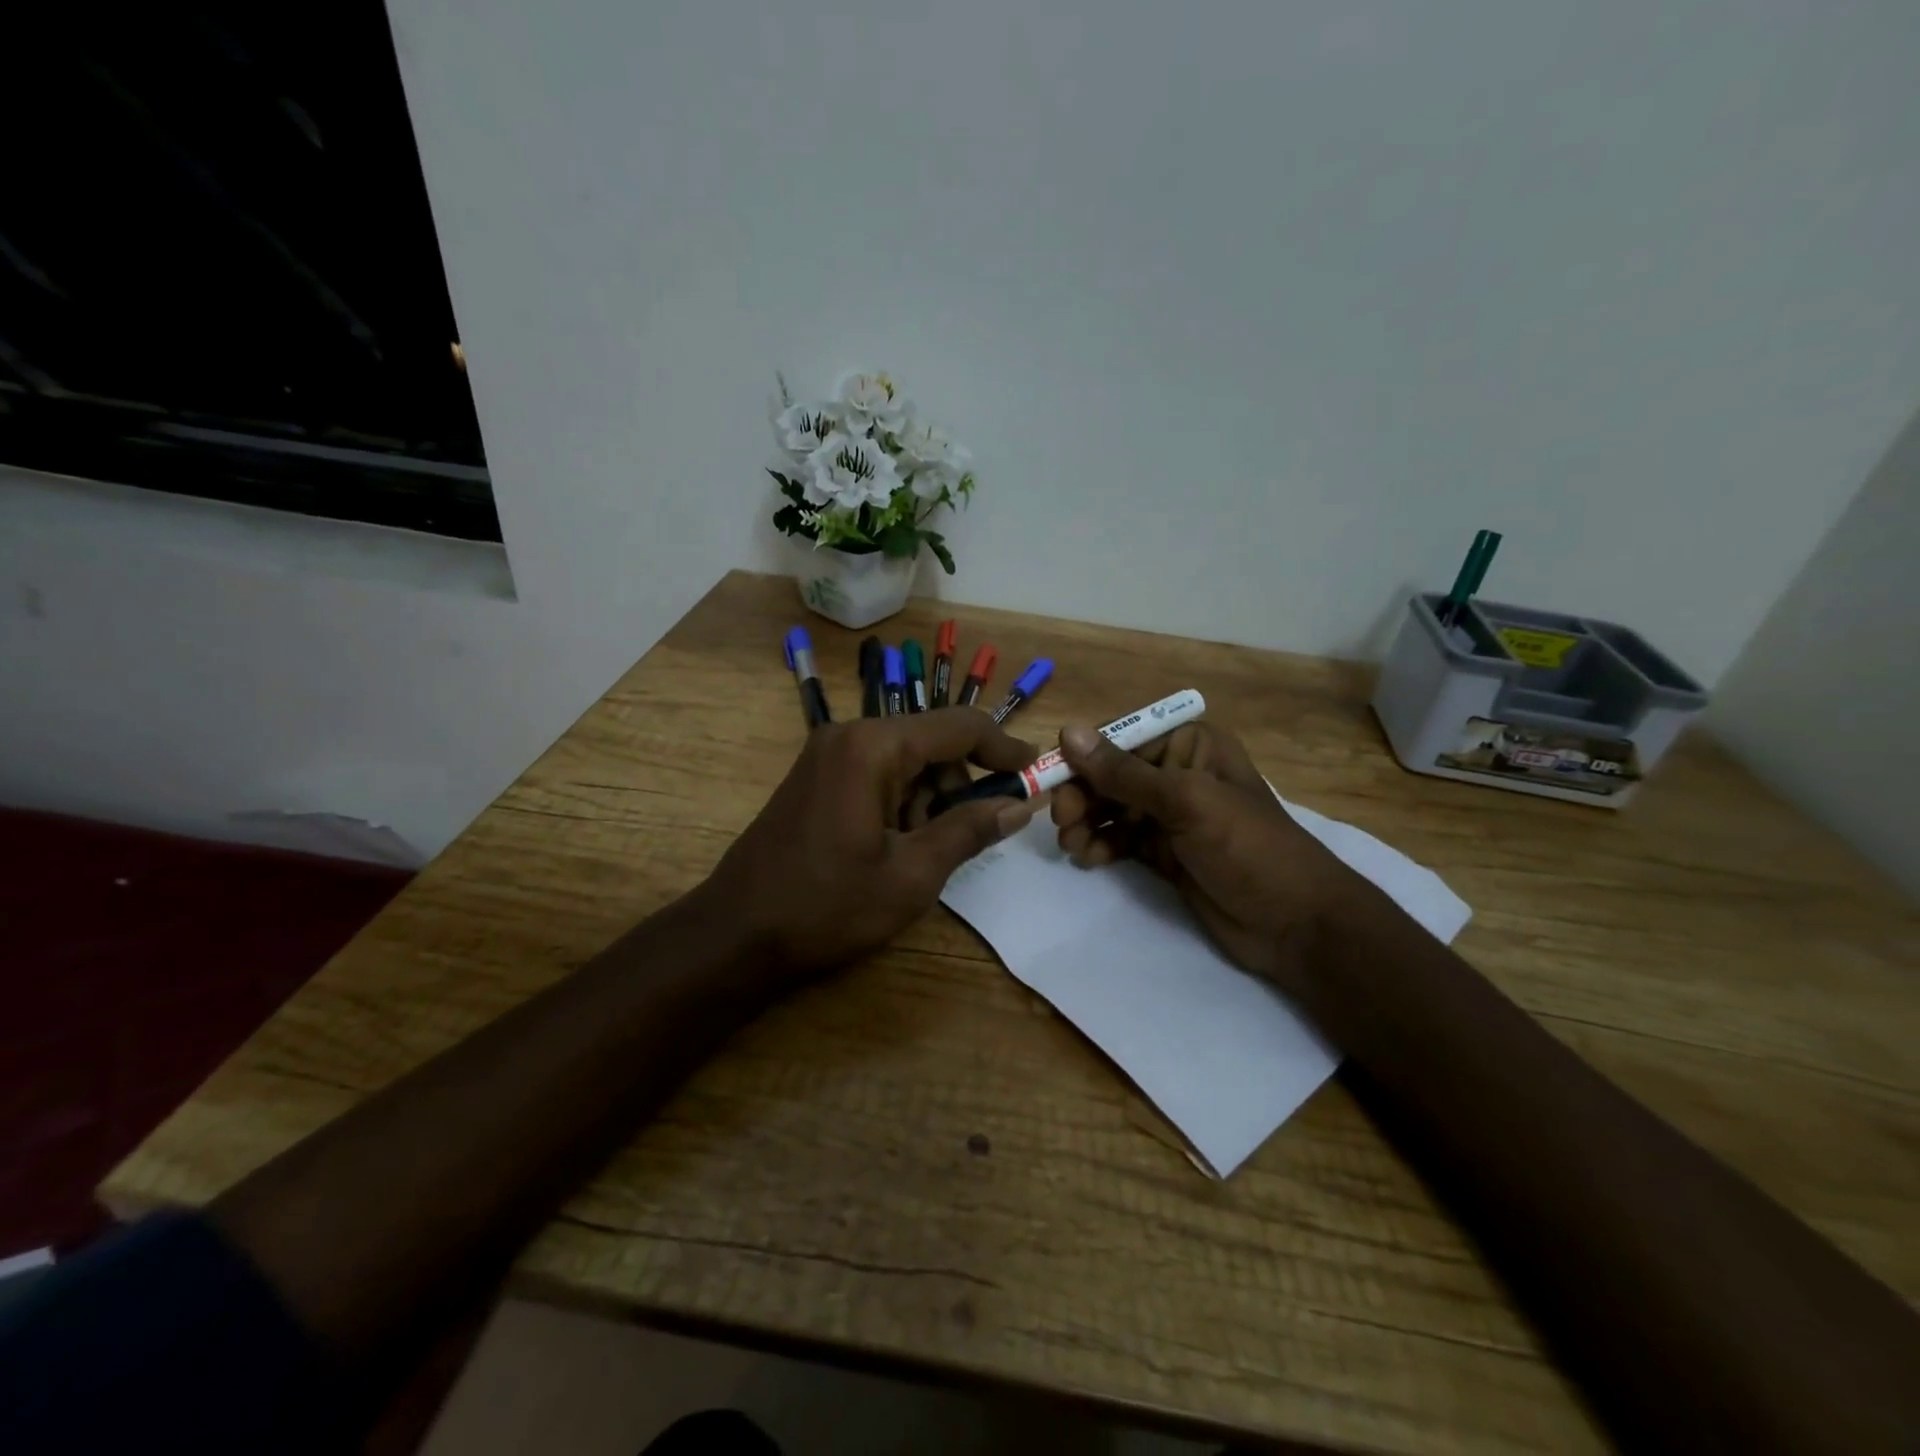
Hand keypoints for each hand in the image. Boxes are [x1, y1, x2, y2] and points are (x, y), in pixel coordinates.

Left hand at [708, 710, 1038, 976]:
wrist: (735, 934)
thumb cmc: (827, 906)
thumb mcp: (911, 875)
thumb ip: (969, 830)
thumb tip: (1020, 805)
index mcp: (874, 747)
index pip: (960, 726)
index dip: (1006, 748)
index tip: (1038, 775)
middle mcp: (850, 735)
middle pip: (933, 743)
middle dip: (962, 785)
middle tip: (975, 835)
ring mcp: (828, 754)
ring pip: (907, 761)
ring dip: (931, 799)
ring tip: (924, 853)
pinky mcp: (818, 776)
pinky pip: (879, 774)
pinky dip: (902, 802)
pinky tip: (896, 846)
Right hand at [1051, 721, 1363, 985]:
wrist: (1295, 924)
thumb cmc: (1247, 848)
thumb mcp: (1186, 802)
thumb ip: (1124, 772)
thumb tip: (1067, 731)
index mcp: (1191, 745)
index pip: (1122, 740)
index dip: (1085, 759)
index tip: (1053, 783)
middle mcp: (1177, 774)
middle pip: (1111, 776)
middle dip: (1083, 796)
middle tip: (1062, 823)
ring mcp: (1171, 816)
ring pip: (1111, 809)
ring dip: (1086, 823)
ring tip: (1071, 846)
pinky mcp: (1164, 852)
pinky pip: (1120, 840)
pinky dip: (1101, 846)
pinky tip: (1089, 860)